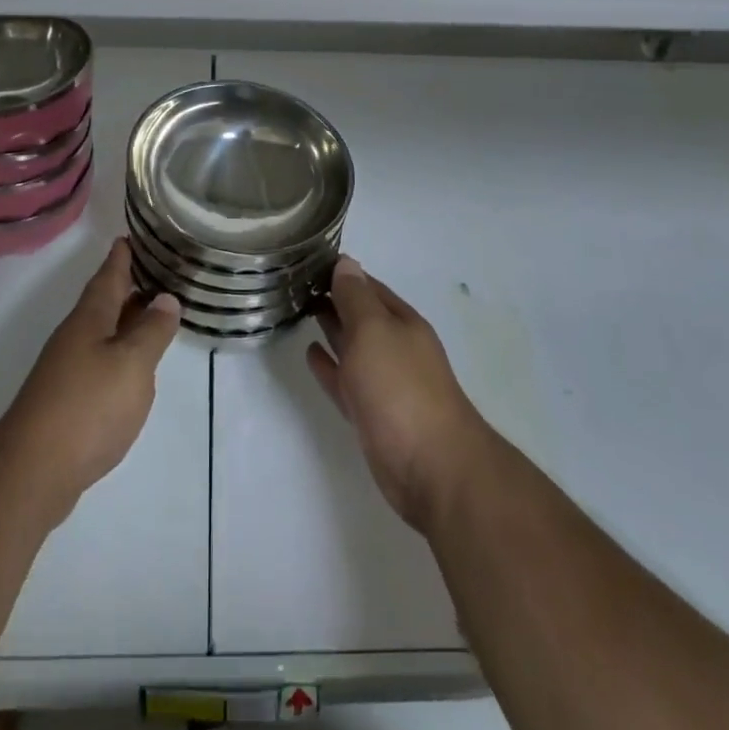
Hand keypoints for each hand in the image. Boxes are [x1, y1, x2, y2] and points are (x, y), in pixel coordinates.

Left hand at [0, 239, 179, 525]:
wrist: (33, 472)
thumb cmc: (87, 407)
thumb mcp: (132, 364)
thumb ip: (152, 331)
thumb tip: (166, 298)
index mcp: (90, 318)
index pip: (109, 275)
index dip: (121, 255)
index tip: (131, 235)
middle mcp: (76, 336)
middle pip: (104, 301)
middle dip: (127, 284)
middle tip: (156, 268)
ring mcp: (68, 368)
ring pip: (102, 331)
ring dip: (125, 318)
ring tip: (152, 312)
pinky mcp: (68, 399)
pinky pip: (99, 359)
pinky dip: (119, 351)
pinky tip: (132, 365)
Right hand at [307, 257, 489, 532]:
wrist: (432, 468)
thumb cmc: (401, 389)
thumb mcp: (374, 331)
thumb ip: (355, 298)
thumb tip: (346, 263)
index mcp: (401, 322)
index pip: (367, 286)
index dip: (341, 273)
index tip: (308, 261)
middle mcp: (395, 347)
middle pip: (361, 315)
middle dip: (334, 298)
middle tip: (296, 283)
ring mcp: (385, 382)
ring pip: (352, 346)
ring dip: (331, 328)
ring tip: (301, 310)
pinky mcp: (372, 414)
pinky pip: (345, 380)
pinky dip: (329, 366)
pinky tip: (311, 354)